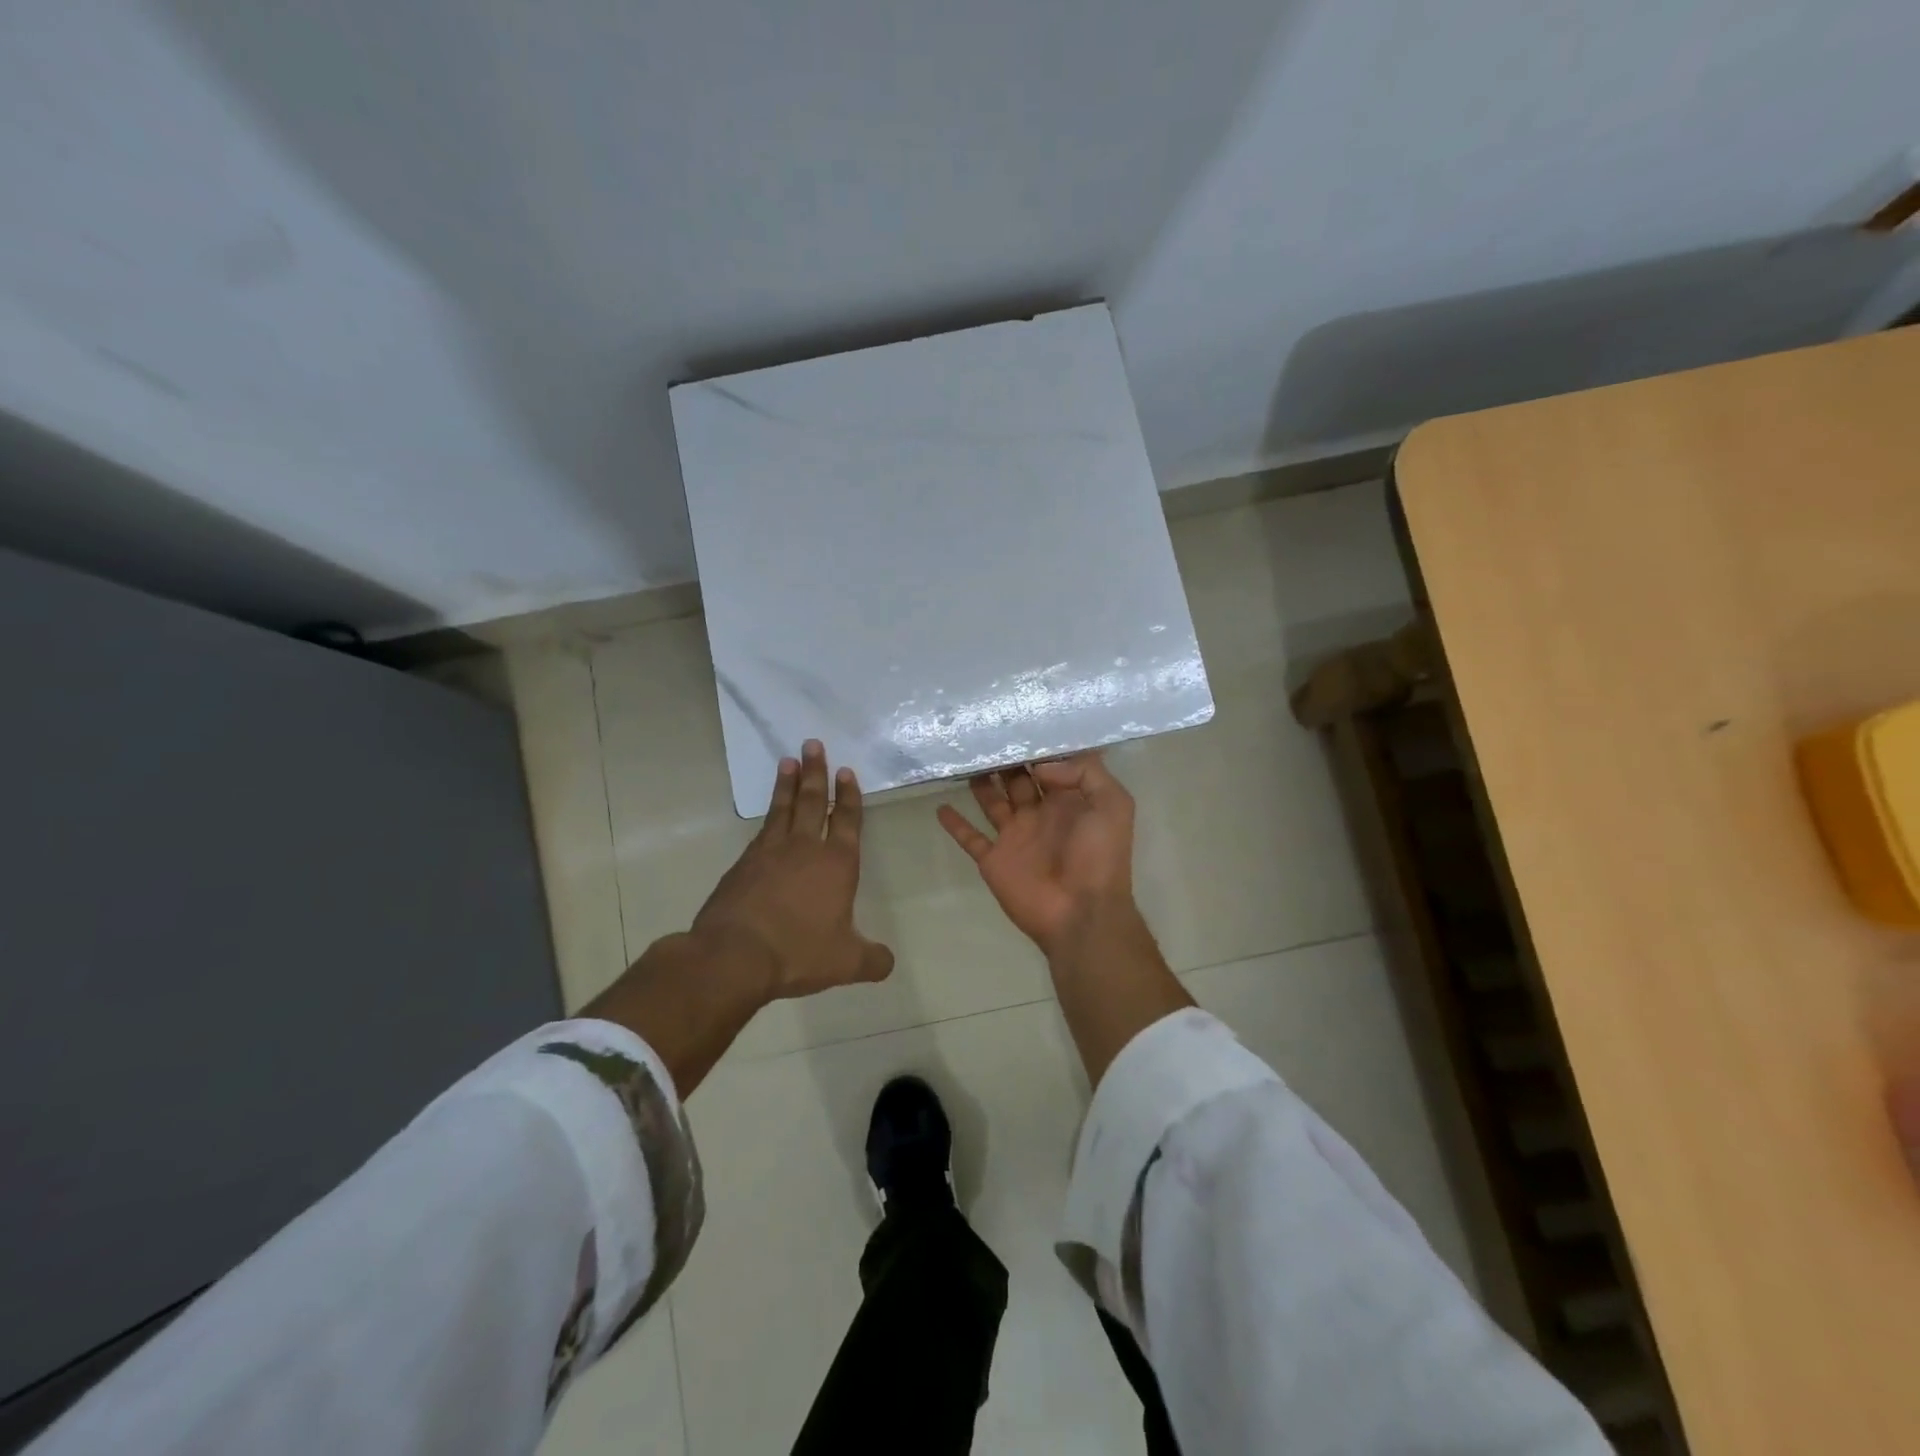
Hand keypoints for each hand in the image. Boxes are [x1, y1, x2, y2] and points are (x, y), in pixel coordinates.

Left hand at [693, 740, 894, 999]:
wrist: (735, 955)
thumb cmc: (799, 952)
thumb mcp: (846, 962)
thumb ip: (872, 960)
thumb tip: (888, 963)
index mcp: (837, 864)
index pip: (846, 820)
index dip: (848, 796)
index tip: (846, 771)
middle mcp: (805, 848)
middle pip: (812, 801)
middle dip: (816, 772)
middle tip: (814, 744)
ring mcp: (770, 852)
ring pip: (783, 808)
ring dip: (788, 783)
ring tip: (788, 759)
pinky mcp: (743, 863)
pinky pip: (762, 829)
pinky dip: (768, 812)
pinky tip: (769, 812)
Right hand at [937, 753, 1137, 952]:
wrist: (1082, 913)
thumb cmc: (1100, 857)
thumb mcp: (1112, 804)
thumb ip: (1084, 774)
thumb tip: (1040, 766)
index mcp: (1069, 801)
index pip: (1050, 766)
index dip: (1036, 747)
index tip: (1016, 723)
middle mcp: (1040, 814)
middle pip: (1017, 779)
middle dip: (1004, 759)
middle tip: (983, 734)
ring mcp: (1015, 837)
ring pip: (993, 801)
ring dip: (980, 782)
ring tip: (962, 758)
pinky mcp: (994, 859)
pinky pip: (970, 838)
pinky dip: (955, 824)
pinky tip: (940, 806)